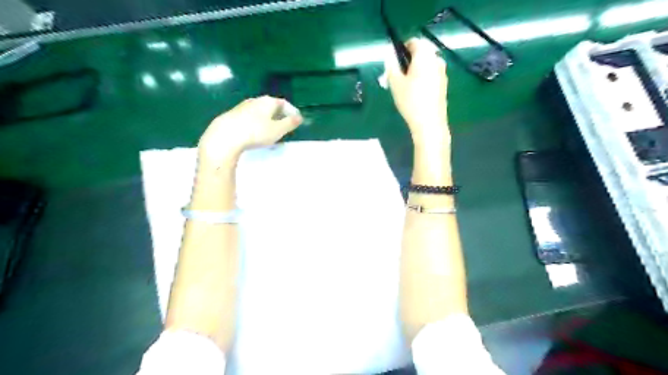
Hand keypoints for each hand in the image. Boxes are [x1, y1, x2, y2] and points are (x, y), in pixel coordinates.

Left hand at [197, 96, 303, 165]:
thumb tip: (299, 117)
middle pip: (271, 106)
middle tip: (285, 126)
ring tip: (271, 130)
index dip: (291, 112)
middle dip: (279, 115)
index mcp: (268, 102)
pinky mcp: (233, 115)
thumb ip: (290, 123)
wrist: (225, 136)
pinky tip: (255, 133)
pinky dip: (257, 123)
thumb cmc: (256, 132)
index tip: (296, 120)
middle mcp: (255, 101)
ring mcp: (242, 107)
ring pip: (260, 112)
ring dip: (268, 119)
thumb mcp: (277, 130)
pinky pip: (250, 117)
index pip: (284, 103)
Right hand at [387, 38, 448, 147]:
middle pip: (422, 52)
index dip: (402, 48)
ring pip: (427, 64)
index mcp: (425, 55)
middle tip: (397, 75)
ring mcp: (442, 72)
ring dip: (415, 69)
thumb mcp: (395, 83)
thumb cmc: (410, 101)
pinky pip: (431, 74)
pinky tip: (415, 93)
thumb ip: (391, 66)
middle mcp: (436, 60)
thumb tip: (390, 55)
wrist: (429, 122)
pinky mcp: (444, 84)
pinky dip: (423, 78)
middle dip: (409, 60)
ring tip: (405, 85)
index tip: (394, 62)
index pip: (414, 42)